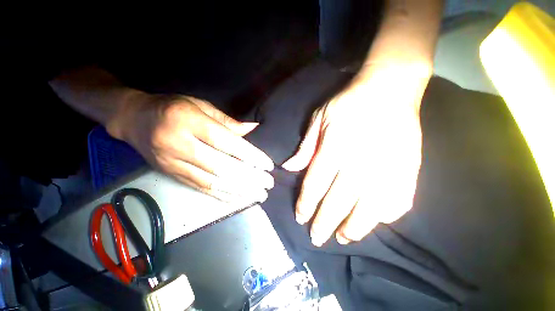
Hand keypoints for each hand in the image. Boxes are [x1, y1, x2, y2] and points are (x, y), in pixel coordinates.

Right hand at [110, 94, 274, 201]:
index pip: (228, 143)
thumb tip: (253, 128)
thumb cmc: (172, 108)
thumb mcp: (201, 106)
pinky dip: (223, 195)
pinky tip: (239, 199)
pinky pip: (201, 188)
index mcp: (189, 122)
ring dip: (240, 191)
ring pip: (213, 182)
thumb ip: (228, 121)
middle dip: (249, 178)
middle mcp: (181, 145)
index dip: (250, 156)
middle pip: (222, 167)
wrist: (134, 119)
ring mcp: (174, 164)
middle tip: (268, 184)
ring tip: (260, 195)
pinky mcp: (172, 175)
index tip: (268, 166)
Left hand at [282, 63, 429, 245]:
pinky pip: (398, 200)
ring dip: (354, 228)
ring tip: (343, 238)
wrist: (389, 88)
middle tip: (316, 238)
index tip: (300, 218)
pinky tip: (373, 222)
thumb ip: (305, 147)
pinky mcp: (409, 167)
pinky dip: (384, 216)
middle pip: (338, 202)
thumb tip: (289, 168)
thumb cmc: (348, 102)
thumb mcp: (318, 119)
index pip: (315, 184)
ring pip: (368, 209)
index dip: (306, 204)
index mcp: (335, 147)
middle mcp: (360, 161)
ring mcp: (388, 166)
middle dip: (325, 222)